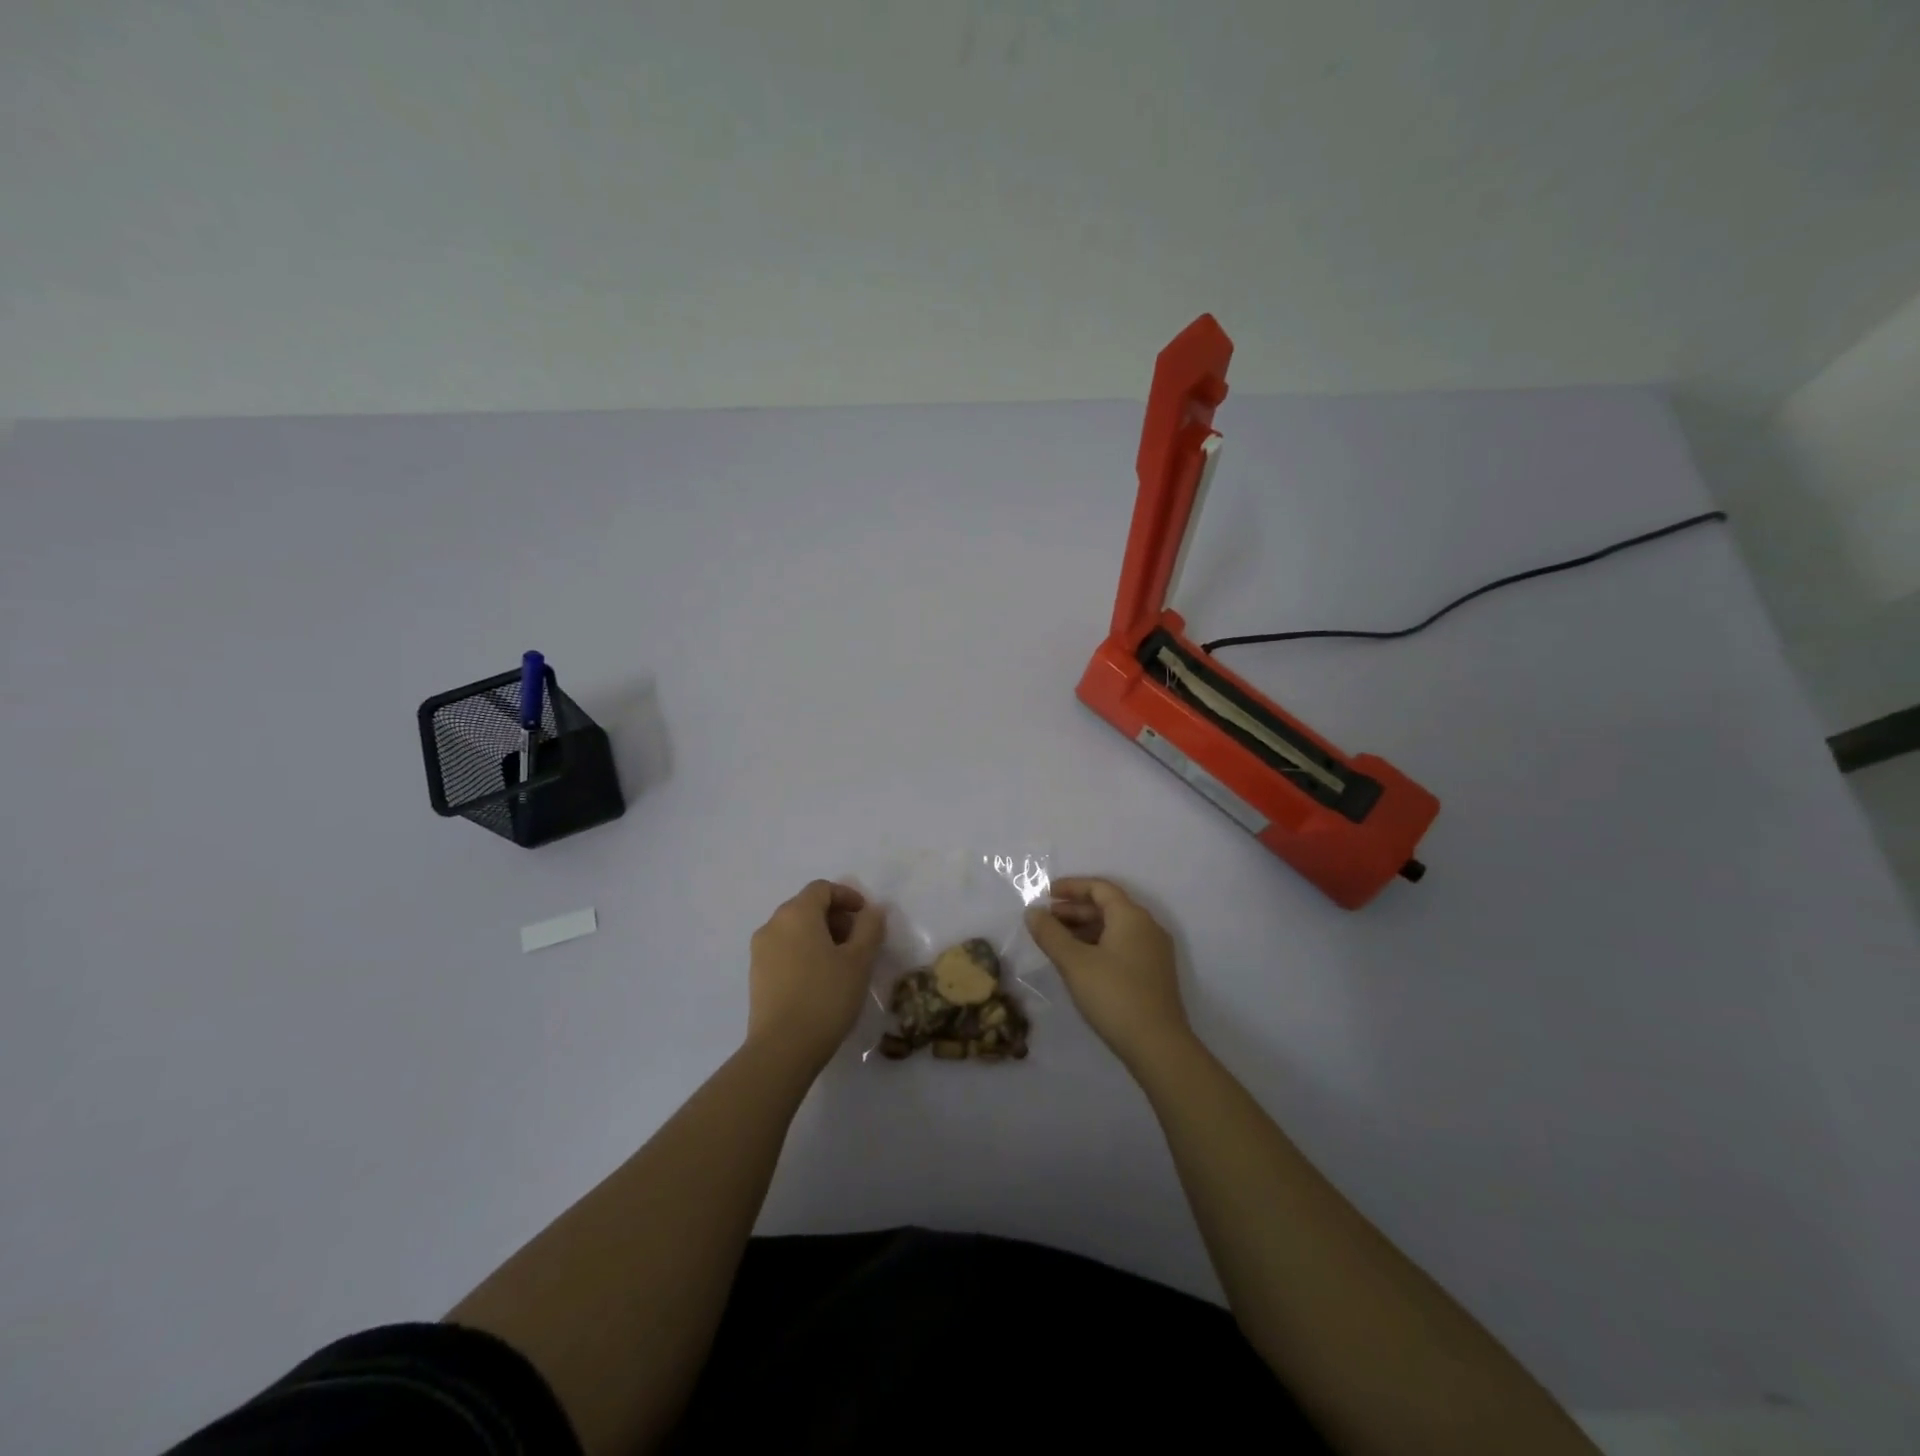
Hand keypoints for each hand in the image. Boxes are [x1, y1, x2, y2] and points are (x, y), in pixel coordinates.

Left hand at [747, 880, 885, 1070]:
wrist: (782, 1048)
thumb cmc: (826, 996)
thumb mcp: (859, 960)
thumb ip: (870, 928)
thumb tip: (873, 909)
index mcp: (796, 913)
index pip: (822, 889)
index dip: (847, 896)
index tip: (866, 917)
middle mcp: (773, 924)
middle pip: (807, 907)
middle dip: (835, 917)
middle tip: (858, 941)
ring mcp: (760, 951)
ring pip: (794, 929)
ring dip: (820, 936)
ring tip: (842, 963)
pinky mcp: (756, 975)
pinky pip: (784, 950)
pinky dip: (804, 952)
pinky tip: (820, 979)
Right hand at [1026, 877, 1191, 1068]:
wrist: (1158, 1046)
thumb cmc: (1114, 995)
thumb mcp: (1074, 962)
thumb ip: (1050, 934)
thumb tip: (1032, 912)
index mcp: (1131, 916)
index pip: (1100, 888)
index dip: (1071, 887)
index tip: (1046, 894)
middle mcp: (1147, 927)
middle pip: (1108, 906)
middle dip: (1074, 910)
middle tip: (1046, 920)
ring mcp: (1154, 951)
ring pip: (1115, 928)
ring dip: (1085, 929)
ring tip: (1057, 942)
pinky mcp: (1154, 973)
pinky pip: (1123, 945)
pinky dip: (1098, 945)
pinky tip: (1080, 962)